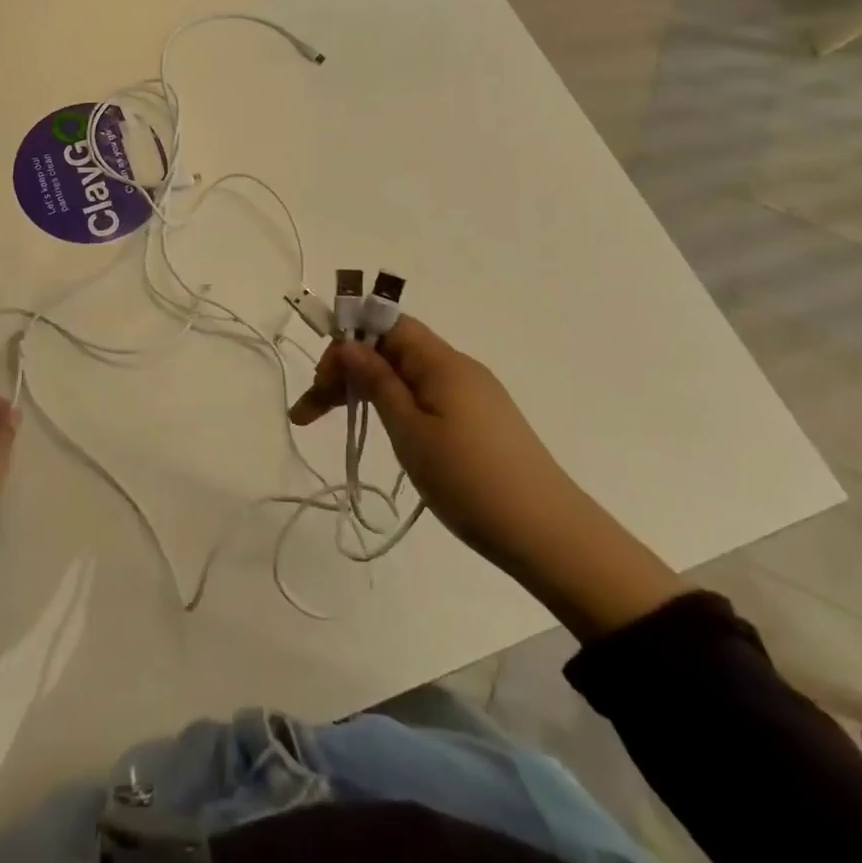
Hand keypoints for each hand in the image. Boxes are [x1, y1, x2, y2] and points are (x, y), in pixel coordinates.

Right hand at [289, 317, 577, 561]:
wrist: (551, 538)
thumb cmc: (470, 480)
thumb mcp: (410, 431)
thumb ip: (377, 382)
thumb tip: (350, 344)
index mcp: (442, 361)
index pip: (386, 324)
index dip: (348, 339)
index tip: (320, 378)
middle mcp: (458, 368)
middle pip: (391, 350)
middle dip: (348, 371)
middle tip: (310, 412)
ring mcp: (473, 395)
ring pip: (406, 375)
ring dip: (367, 390)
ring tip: (337, 420)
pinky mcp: (481, 421)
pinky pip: (426, 396)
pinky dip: (395, 405)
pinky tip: (384, 431)